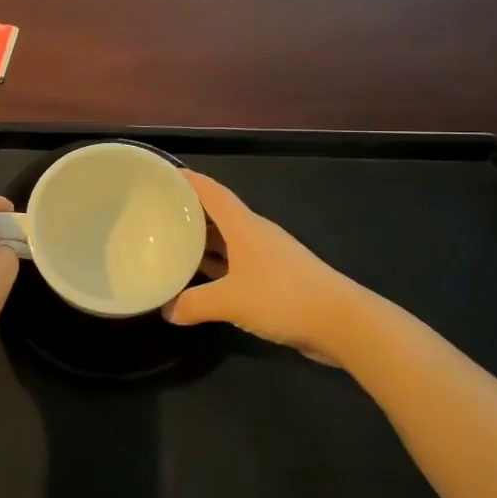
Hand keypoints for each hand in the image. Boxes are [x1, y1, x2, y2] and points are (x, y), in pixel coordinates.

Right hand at [164, 171, 354, 358]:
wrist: (341, 322)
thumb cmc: (282, 297)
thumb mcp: (230, 301)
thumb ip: (193, 304)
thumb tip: (166, 310)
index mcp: (243, 225)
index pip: (210, 191)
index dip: (186, 180)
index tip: (160, 175)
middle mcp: (254, 233)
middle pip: (216, 214)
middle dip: (188, 212)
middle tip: (155, 215)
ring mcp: (267, 256)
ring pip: (227, 240)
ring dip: (202, 242)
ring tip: (170, 245)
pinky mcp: (276, 278)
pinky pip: (237, 263)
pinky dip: (218, 266)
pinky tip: (201, 280)